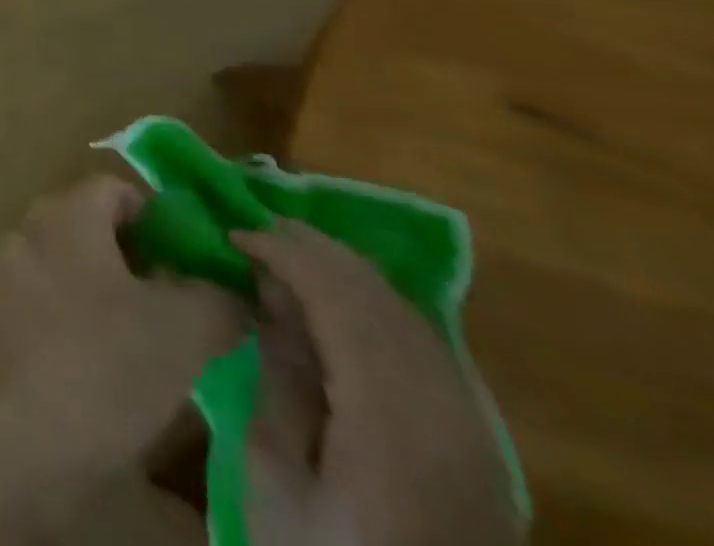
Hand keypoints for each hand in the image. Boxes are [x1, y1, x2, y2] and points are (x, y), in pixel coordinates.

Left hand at [0, 175, 242, 513]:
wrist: (4, 439)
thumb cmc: (98, 368)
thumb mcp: (182, 334)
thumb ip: (216, 300)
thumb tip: (230, 289)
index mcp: (66, 214)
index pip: (116, 189)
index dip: (160, 220)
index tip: (193, 267)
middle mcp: (25, 230)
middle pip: (88, 229)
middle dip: (135, 264)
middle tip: (176, 313)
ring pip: (63, 271)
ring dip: (101, 298)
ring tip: (140, 352)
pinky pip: (37, 308)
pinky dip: (67, 328)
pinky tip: (92, 377)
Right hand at [236, 222, 521, 545]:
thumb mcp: (276, 482)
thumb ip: (278, 380)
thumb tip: (269, 297)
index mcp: (390, 423)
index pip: (340, 299)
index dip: (284, 253)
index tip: (233, 235)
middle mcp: (444, 412)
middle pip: (379, 297)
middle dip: (313, 250)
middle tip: (255, 231)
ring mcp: (473, 428)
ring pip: (406, 312)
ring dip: (345, 272)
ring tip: (288, 255)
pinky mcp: (480, 443)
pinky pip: (424, 341)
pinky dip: (375, 305)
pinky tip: (338, 303)